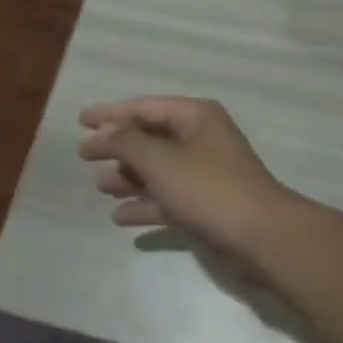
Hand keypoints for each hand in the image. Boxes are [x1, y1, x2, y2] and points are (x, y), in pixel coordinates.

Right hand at [78, 97, 294, 262]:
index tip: (81, 120)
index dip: (112, 113)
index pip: (146, 107)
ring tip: (101, 188)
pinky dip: (146, 204)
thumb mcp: (161, 161)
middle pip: (151, 138)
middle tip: (85, 156)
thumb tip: (102, 132)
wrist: (260, 236)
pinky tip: (121, 218)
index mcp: (196, 117)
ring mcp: (206, 173)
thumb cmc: (208, 188)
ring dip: (130, 177)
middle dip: (119, 148)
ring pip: (159, 170)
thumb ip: (126, 142)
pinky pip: (169, 198)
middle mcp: (202, 139)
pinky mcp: (207, 204)